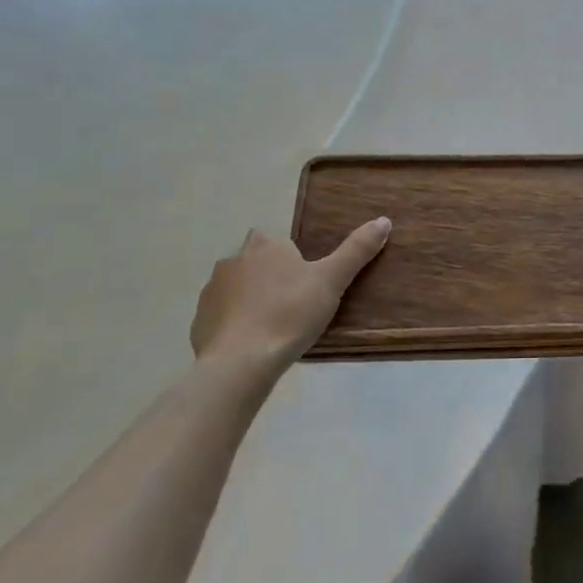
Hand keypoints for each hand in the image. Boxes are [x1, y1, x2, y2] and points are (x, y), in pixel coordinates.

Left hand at [190, 219, 390, 387]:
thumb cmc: (290, 314)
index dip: (291, 260)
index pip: (278, 242)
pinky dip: (233, 326)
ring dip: (249, 301)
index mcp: (266, 246)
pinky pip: (220, 317)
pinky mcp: (199, 322)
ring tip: (272, 328)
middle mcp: (234, 260)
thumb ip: (357, 250)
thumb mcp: (332, 281)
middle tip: (292, 305)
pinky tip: (250, 345)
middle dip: (268, 278)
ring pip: (236, 289)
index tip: (305, 283)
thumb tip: (384, 220)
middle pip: (255, 263)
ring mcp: (212, 291)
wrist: (241, 362)